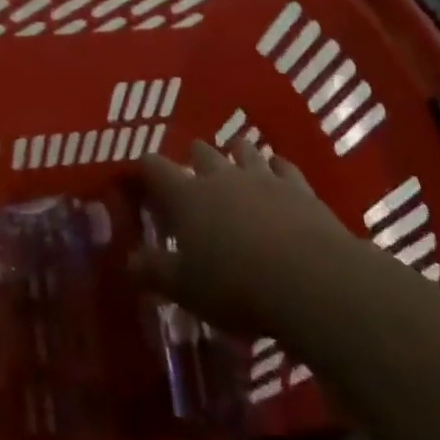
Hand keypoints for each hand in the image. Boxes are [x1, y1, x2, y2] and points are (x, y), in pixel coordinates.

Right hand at [134, 139, 346, 337]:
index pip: (155, 168)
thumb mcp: (186, 288)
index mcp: (187, 196)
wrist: (310, 279)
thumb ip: (155, 271)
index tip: (141, 173)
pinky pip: (284, 166)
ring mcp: (262, 177)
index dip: (146, 168)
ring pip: (244, 150)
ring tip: (235, 162)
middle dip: (194, 157)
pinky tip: (278, 170)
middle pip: (201, 151)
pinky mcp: (299, 188)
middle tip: (192, 172)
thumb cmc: (236, 285)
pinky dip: (277, 167)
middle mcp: (221, 176)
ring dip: (237, 154)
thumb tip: (129, 260)